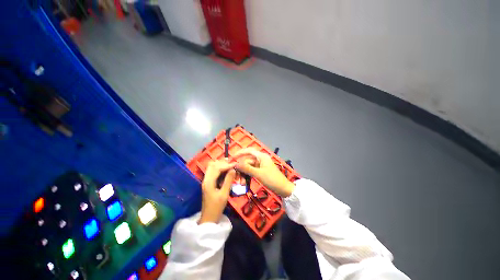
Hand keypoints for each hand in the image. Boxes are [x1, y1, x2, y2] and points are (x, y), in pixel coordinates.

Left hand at [199, 160, 236, 223]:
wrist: (209, 218)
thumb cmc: (217, 207)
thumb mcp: (224, 194)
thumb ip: (228, 181)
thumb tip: (233, 169)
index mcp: (209, 182)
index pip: (217, 168)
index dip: (226, 165)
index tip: (235, 164)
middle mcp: (206, 179)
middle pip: (212, 165)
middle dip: (222, 163)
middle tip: (232, 163)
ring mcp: (206, 181)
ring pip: (211, 167)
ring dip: (220, 164)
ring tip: (229, 164)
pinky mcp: (208, 183)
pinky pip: (212, 172)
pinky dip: (218, 168)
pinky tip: (225, 170)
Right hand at [233, 148, 294, 196]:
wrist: (282, 188)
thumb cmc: (272, 179)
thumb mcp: (258, 174)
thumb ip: (247, 168)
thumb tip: (236, 164)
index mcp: (261, 156)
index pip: (249, 150)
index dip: (240, 153)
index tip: (232, 157)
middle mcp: (260, 159)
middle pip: (247, 160)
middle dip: (241, 168)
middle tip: (235, 176)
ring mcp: (260, 165)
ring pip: (248, 167)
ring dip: (244, 173)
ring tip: (241, 182)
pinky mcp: (260, 170)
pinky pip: (251, 171)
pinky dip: (247, 175)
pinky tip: (244, 182)